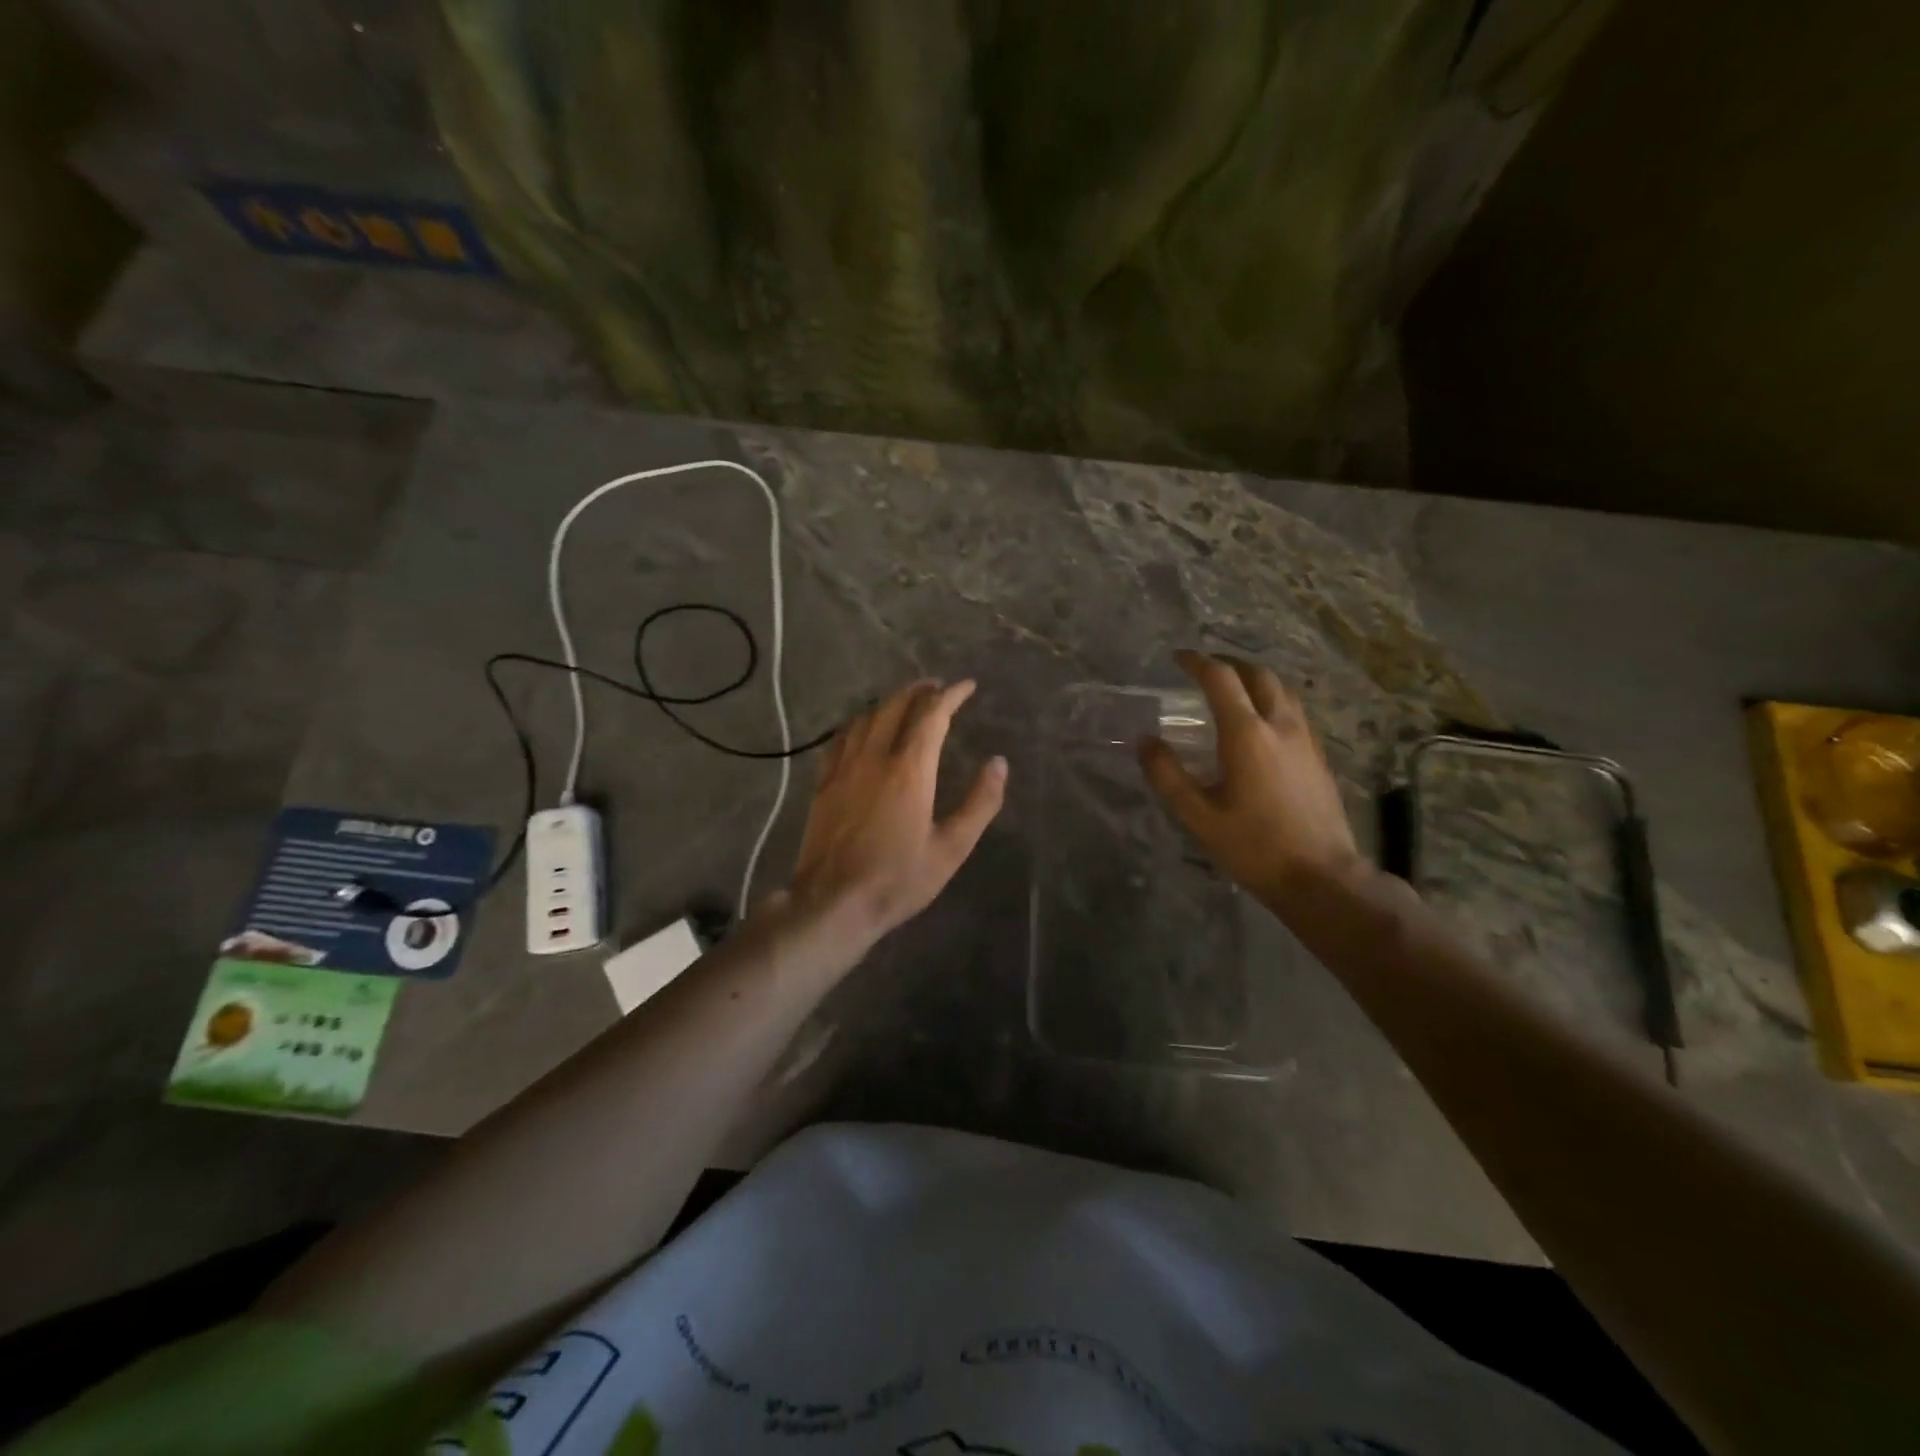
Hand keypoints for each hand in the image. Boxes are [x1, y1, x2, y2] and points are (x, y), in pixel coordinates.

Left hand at [776, 678, 1006, 953]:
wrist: (833, 902)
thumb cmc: (898, 879)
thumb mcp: (951, 849)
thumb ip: (979, 803)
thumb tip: (999, 764)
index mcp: (909, 770)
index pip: (932, 714)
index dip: (951, 695)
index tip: (967, 686)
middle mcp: (874, 757)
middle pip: (895, 706)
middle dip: (919, 690)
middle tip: (938, 688)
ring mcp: (843, 767)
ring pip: (866, 716)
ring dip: (889, 701)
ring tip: (906, 701)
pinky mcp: (823, 782)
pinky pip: (841, 737)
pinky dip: (859, 722)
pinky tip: (864, 728)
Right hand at [1138, 651, 1370, 913]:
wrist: (1321, 877)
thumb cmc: (1254, 847)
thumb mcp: (1198, 816)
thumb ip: (1168, 776)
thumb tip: (1146, 742)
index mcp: (1247, 735)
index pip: (1221, 679)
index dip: (1197, 662)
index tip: (1178, 658)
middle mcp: (1280, 726)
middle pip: (1258, 675)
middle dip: (1229, 663)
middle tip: (1205, 669)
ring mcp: (1305, 739)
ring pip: (1282, 690)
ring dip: (1254, 679)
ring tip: (1232, 689)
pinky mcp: (1319, 756)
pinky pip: (1294, 711)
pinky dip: (1272, 700)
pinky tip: (1261, 723)